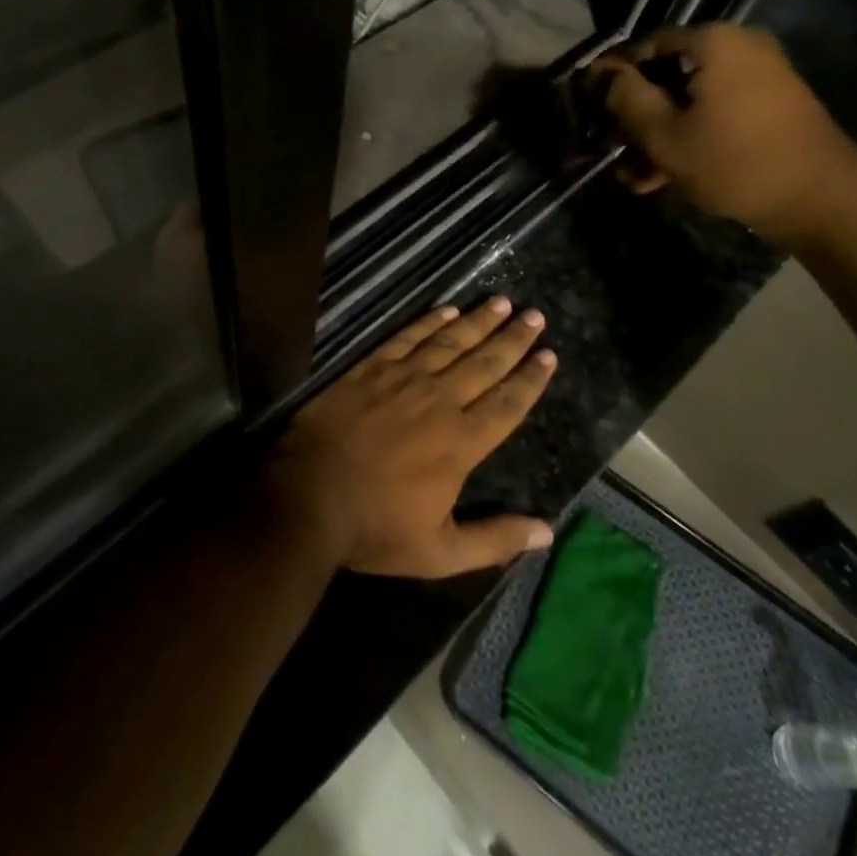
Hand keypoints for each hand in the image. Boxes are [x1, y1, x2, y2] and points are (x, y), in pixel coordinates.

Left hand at [266, 298, 557, 577]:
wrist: (307, 497)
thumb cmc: (375, 528)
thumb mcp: (440, 553)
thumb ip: (495, 539)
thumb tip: (548, 531)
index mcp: (461, 442)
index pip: (508, 403)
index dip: (531, 379)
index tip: (549, 354)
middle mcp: (440, 401)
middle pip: (485, 363)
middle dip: (513, 339)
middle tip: (535, 316)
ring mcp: (403, 379)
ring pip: (450, 342)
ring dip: (478, 322)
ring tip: (501, 302)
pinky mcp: (370, 368)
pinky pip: (407, 338)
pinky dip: (429, 322)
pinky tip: (447, 310)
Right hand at [587, 23, 856, 243]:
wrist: (822, 198)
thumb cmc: (734, 161)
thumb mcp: (663, 134)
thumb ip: (624, 98)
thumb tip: (599, 73)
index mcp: (713, 42)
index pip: (643, 47)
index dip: (610, 77)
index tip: (588, 108)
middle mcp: (738, 47)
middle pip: (667, 75)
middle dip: (635, 115)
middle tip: (611, 148)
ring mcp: (759, 76)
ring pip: (689, 100)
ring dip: (658, 135)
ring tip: (634, 175)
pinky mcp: (770, 105)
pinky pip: (715, 112)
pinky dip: (689, 137)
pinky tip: (662, 177)